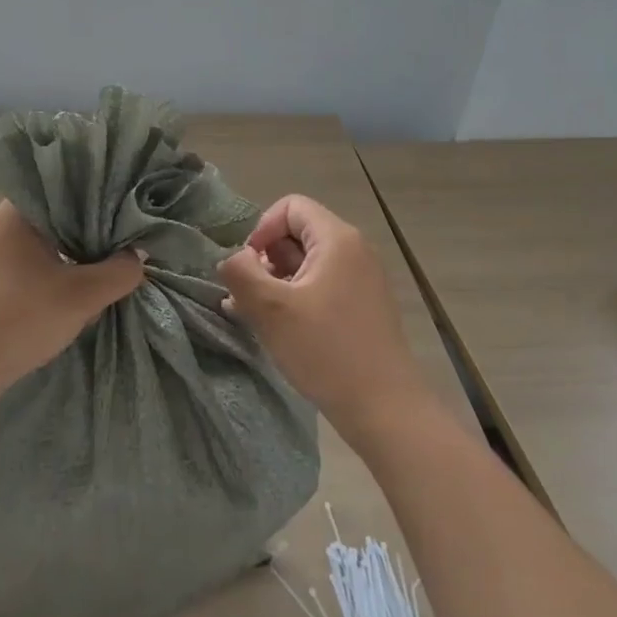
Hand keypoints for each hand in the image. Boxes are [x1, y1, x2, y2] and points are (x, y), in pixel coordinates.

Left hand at [0, 202, 144, 407]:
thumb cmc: (19, 319)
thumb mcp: (81, 296)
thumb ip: (118, 272)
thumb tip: (138, 256)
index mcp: (18, 211)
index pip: (67, 184)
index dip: (101, 191)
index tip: (129, 201)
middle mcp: (4, 223)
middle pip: (60, 213)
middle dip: (93, 225)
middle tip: (129, 232)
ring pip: (50, 240)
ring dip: (78, 250)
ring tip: (114, 255)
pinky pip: (38, 260)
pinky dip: (61, 267)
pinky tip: (83, 281)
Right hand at [217, 195, 434, 448]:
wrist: (385, 409)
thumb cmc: (325, 350)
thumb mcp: (270, 309)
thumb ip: (240, 273)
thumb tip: (232, 259)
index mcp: (337, 240)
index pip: (290, 207)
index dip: (261, 230)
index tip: (248, 267)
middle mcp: (354, 250)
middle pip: (298, 234)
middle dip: (266, 259)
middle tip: (247, 296)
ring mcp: (362, 279)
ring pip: (307, 263)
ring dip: (276, 282)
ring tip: (254, 316)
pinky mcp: (363, 306)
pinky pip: (322, 286)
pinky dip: (296, 298)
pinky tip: (279, 328)